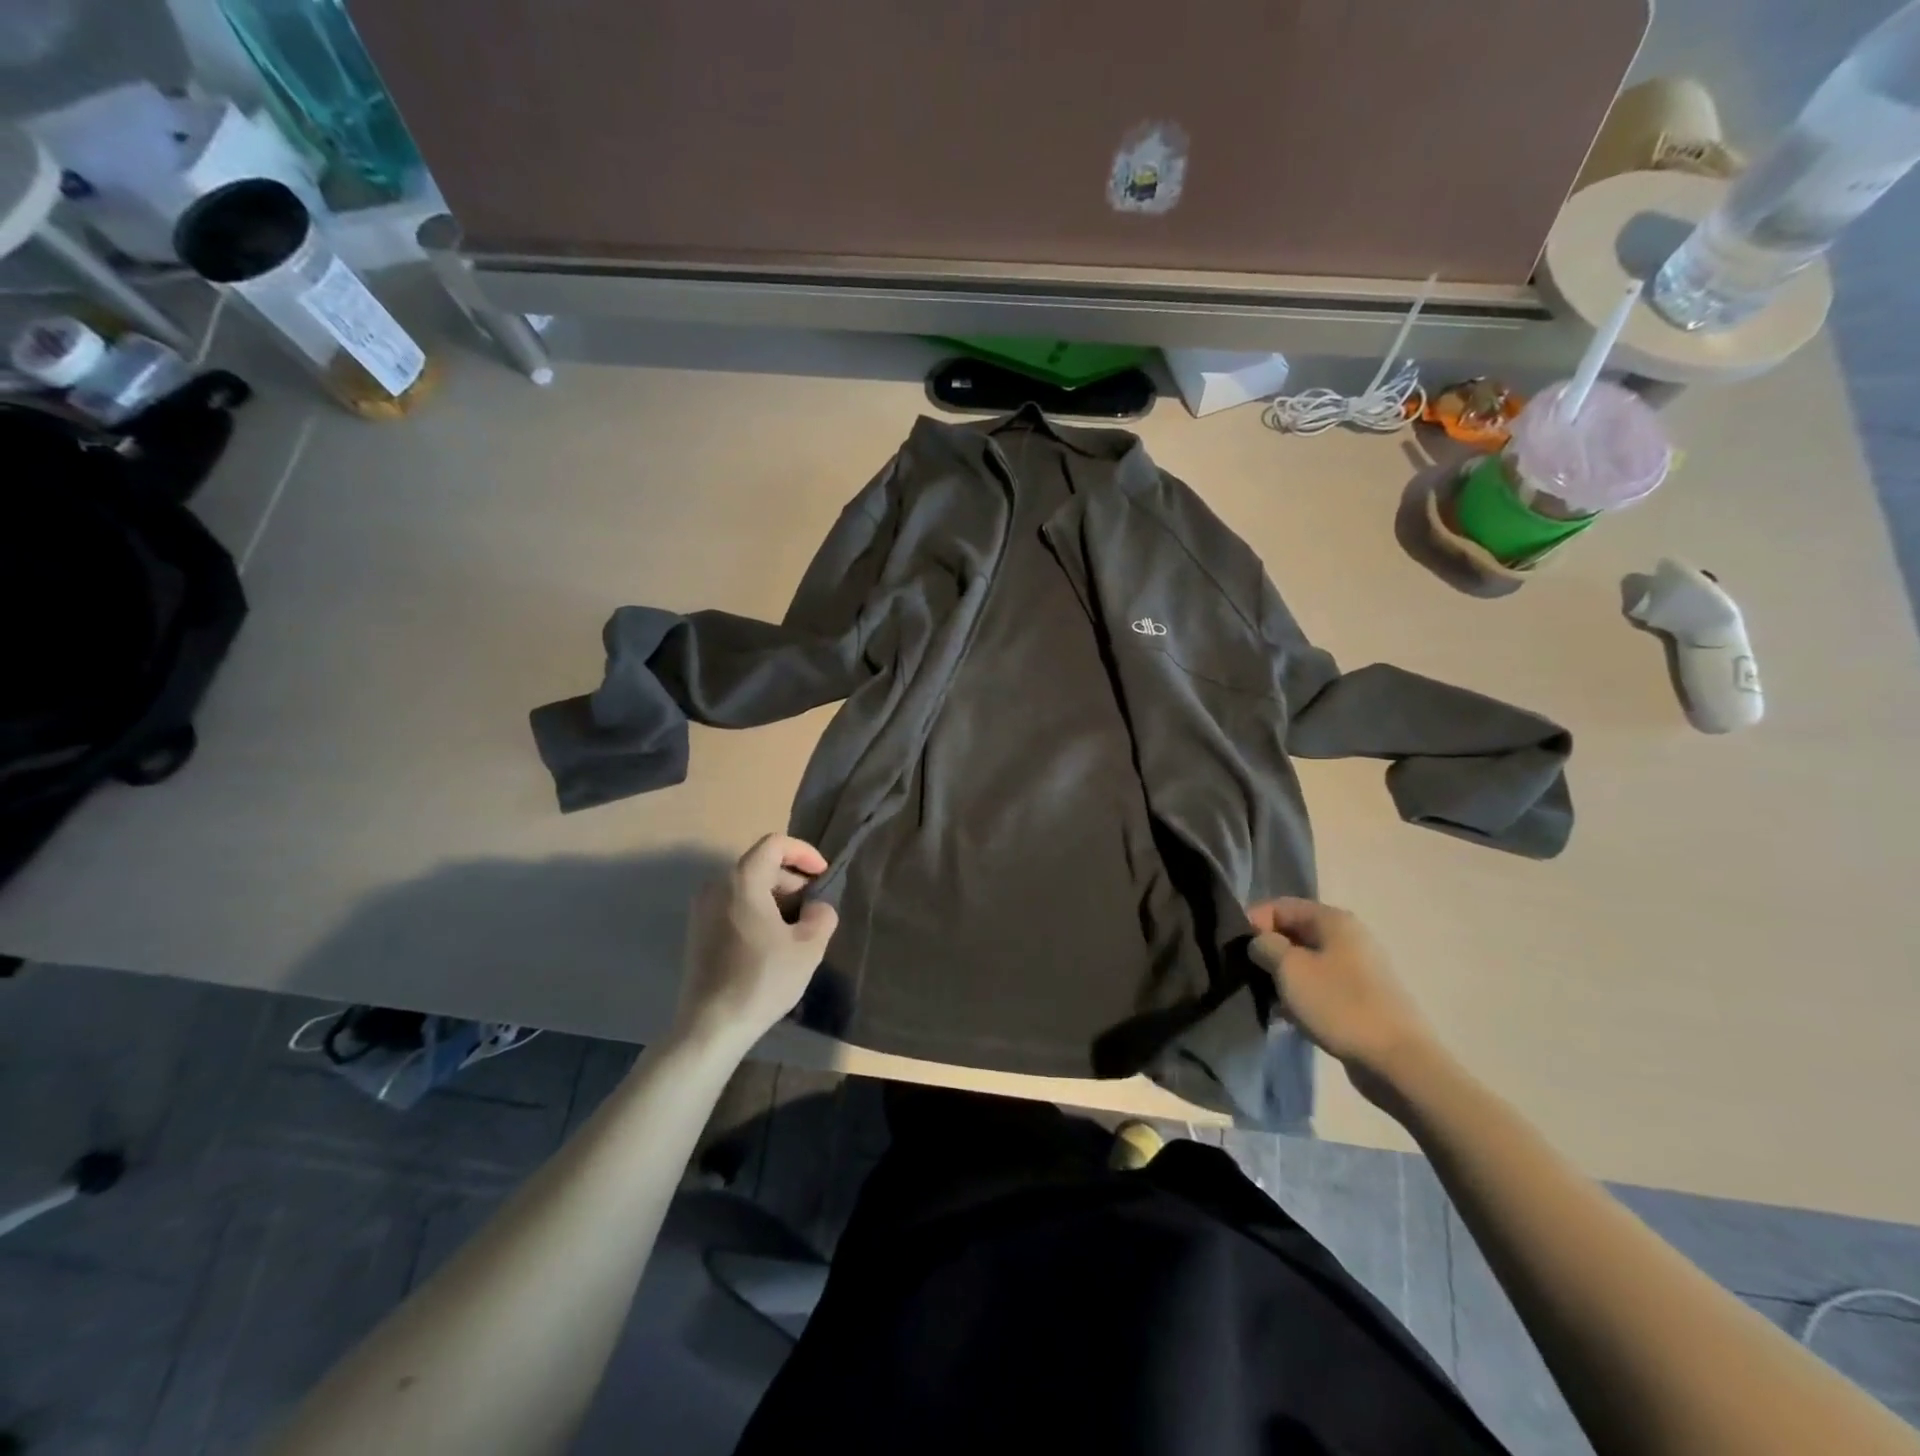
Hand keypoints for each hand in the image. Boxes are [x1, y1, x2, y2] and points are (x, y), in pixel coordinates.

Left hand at [674, 835, 839, 1051]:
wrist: (711, 1026)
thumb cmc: (762, 979)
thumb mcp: (808, 947)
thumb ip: (821, 916)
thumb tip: (817, 908)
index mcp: (741, 881)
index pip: (774, 845)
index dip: (803, 853)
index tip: (823, 875)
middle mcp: (715, 887)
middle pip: (759, 865)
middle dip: (791, 879)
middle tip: (813, 905)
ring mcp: (701, 910)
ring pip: (745, 887)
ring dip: (775, 897)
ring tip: (796, 926)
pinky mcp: (697, 932)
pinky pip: (732, 906)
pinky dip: (755, 911)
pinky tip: (771, 942)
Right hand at [1246, 898, 1438, 1090]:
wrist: (1398, 1061)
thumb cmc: (1339, 1005)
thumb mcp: (1289, 969)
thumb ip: (1264, 946)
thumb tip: (1259, 943)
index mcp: (1333, 920)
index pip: (1279, 906)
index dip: (1253, 922)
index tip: (1236, 950)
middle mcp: (1348, 936)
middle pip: (1293, 932)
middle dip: (1267, 951)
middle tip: (1247, 975)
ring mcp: (1358, 967)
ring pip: (1306, 961)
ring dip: (1282, 976)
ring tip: (1265, 998)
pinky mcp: (1361, 996)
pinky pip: (1320, 985)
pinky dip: (1301, 995)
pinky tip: (1287, 1016)